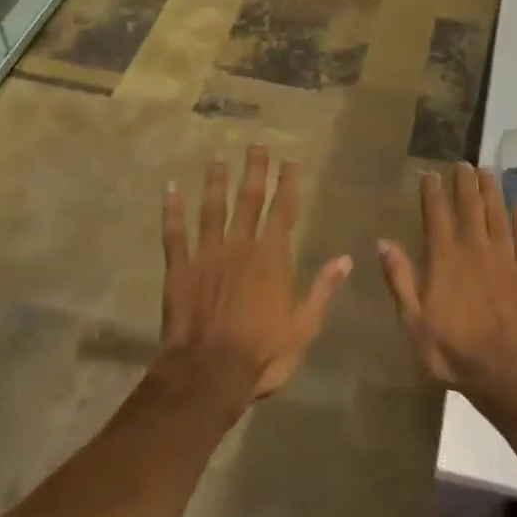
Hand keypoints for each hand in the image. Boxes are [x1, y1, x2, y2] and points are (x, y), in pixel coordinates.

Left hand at [157, 144, 351, 400]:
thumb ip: (323, 290)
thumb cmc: (261, 354)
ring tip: (218, 157)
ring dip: (215, 181)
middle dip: (254, 170)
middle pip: (248, 199)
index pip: (283, 211)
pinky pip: (174, 233)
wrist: (208, 374)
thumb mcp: (304, 327)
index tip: (290, 160)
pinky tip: (169, 189)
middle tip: (256, 142)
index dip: (288, 184)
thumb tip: (346, 259)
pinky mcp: (179, 268)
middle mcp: (240, 246)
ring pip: (212, 208)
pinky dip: (171, 210)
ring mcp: (207, 254)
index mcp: (271, 258)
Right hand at [378, 162, 516, 401]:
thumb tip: (384, 242)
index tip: (430, 174)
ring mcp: (504, 258)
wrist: (507, 372)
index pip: (436, 215)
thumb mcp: (413, 320)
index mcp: (444, 258)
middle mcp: (474, 248)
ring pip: (497, 215)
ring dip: (491, 191)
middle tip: (463, 164)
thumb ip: (400, 279)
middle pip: (469, 206)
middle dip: (464, 182)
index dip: (432, 192)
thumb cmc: (452, 349)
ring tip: (487, 171)